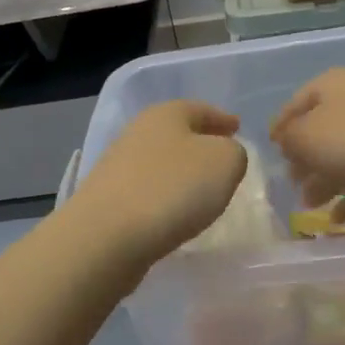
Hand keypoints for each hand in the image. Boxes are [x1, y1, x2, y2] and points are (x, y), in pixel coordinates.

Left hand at [70, 101, 247, 263]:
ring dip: (181, 172)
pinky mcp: (109, 199)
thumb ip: (233, 153)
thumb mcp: (225, 162)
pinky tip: (176, 213)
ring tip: (203, 189)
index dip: (221, 118)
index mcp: (166, 113)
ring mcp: (119, 166)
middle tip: (222, 158)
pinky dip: (165, 196)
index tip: (237, 128)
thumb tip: (223, 155)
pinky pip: (148, 190)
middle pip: (177, 133)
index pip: (201, 108)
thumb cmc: (173, 188)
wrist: (107, 236)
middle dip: (200, 144)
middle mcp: (138, 132)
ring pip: (161, 162)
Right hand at [269, 67, 344, 219]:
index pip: (296, 104)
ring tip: (313, 207)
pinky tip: (341, 219)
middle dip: (305, 160)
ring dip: (328, 181)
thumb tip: (287, 141)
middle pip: (323, 130)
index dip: (280, 128)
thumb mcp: (308, 138)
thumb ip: (290, 139)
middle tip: (293, 186)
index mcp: (332, 85)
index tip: (271, 152)